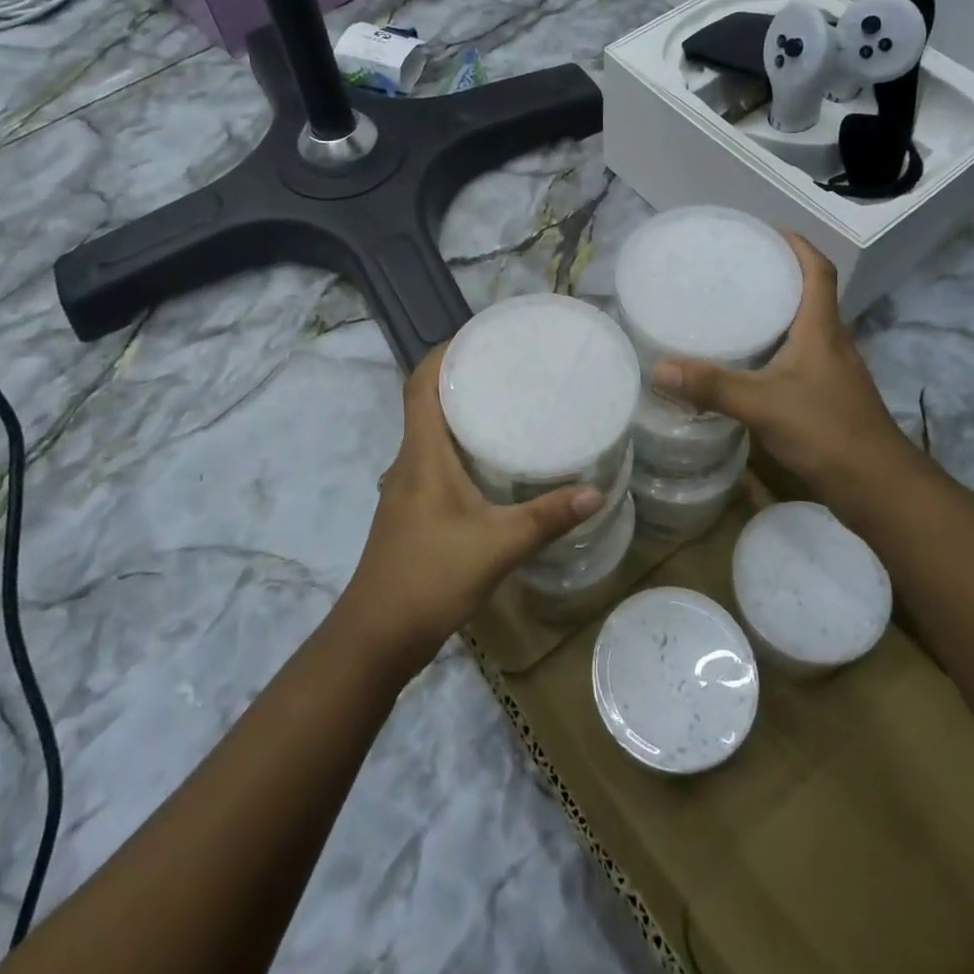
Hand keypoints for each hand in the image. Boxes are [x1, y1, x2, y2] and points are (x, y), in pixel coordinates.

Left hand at [340, 345, 605, 671]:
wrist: (376, 637)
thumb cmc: (429, 578)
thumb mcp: (497, 546)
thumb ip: (546, 518)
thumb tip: (597, 491)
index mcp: (421, 454)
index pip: (420, 384)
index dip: (444, 353)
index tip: (481, 337)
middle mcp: (409, 461)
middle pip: (427, 402)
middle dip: (463, 377)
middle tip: (510, 366)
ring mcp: (407, 487)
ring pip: (431, 433)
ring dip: (461, 412)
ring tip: (508, 403)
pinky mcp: (412, 509)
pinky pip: (435, 459)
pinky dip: (460, 445)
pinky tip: (492, 461)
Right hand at [653, 231, 934, 512]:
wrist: (878, 487)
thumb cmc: (826, 431)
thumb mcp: (762, 404)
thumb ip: (712, 386)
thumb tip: (660, 368)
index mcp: (822, 329)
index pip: (818, 271)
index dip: (798, 245)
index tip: (768, 231)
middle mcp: (832, 342)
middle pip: (810, 295)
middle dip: (778, 275)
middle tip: (736, 269)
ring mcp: (833, 371)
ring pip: (805, 328)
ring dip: (777, 313)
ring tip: (735, 309)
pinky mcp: (829, 397)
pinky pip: (800, 357)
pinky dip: (776, 348)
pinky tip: (750, 364)